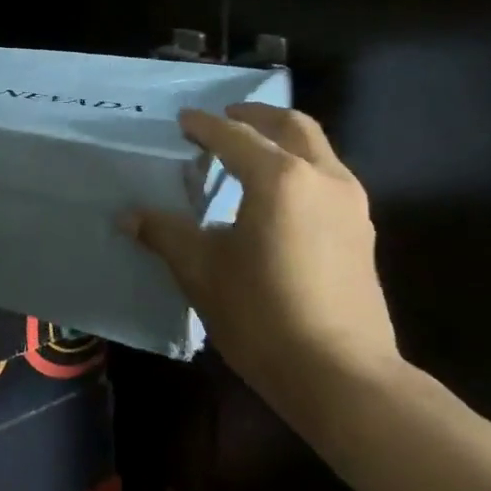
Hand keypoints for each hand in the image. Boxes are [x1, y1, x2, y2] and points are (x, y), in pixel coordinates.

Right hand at [123, 105, 402, 426]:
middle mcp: (321, 178)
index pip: (234, 136)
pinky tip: (279, 196)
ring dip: (283, 139)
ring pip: (317, 149)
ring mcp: (350, 204)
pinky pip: (328, 177)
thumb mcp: (201, 271)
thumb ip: (165, 234)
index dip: (204, 126)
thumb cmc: (263, 315)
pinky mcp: (362, 231)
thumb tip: (128, 216)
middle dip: (256, 115)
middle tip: (226, 117)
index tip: (183, 121)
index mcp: (279, 178)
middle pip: (291, 126)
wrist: (341, 375)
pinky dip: (301, 167)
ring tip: (251, 152)